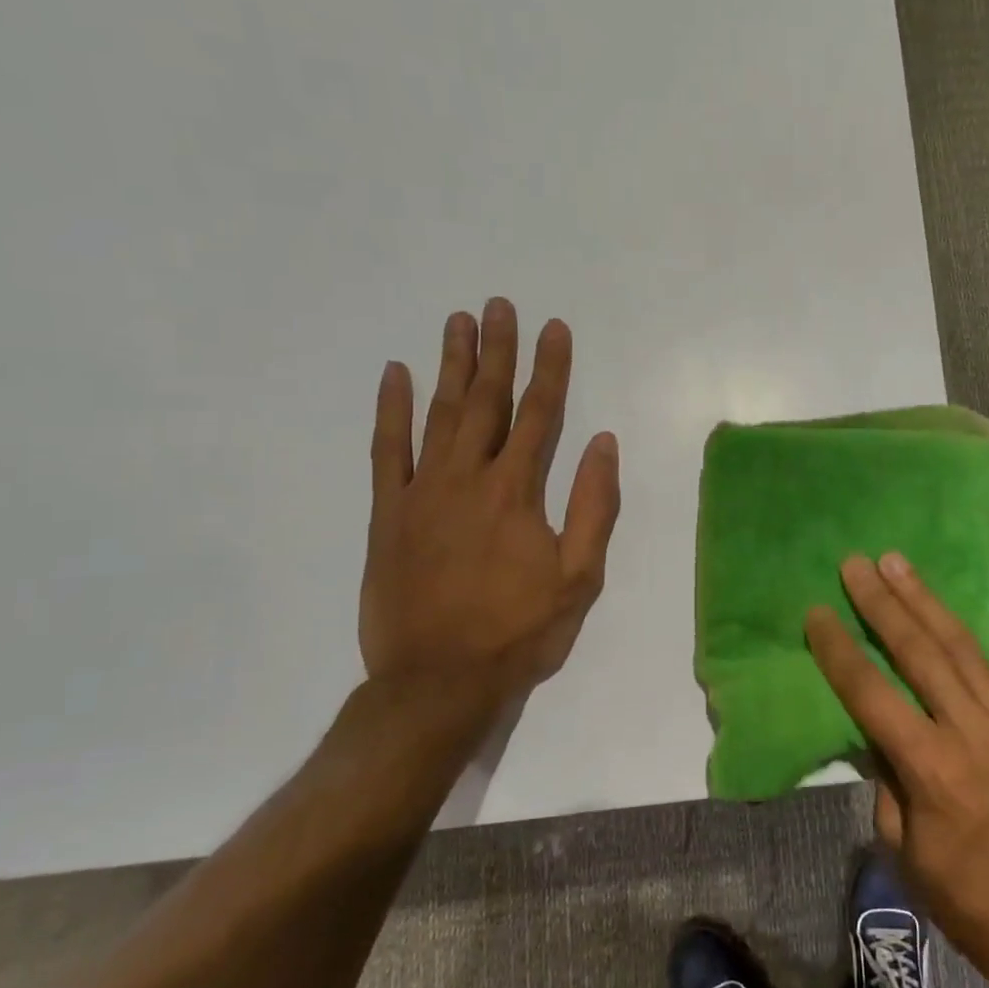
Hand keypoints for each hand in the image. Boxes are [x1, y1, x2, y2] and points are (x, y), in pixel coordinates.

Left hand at [359, 301, 620, 732]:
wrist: (436, 682)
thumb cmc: (518, 631)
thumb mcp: (579, 576)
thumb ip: (593, 505)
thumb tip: (602, 442)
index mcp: (518, 491)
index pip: (540, 414)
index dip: (551, 368)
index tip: (554, 327)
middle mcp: (468, 477)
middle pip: (487, 400)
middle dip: (498, 350)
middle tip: (500, 305)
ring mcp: (421, 491)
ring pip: (438, 413)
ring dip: (451, 364)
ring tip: (458, 322)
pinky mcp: (387, 513)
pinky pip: (386, 450)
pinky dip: (390, 410)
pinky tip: (396, 374)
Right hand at [806, 554, 988, 981]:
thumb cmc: (958, 893)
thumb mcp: (897, 842)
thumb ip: (885, 770)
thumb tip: (874, 720)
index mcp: (934, 770)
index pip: (873, 694)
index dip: (840, 650)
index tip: (818, 612)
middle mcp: (977, 735)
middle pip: (922, 654)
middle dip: (883, 604)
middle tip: (858, 565)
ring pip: (968, 649)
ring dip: (930, 602)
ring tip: (900, 564)